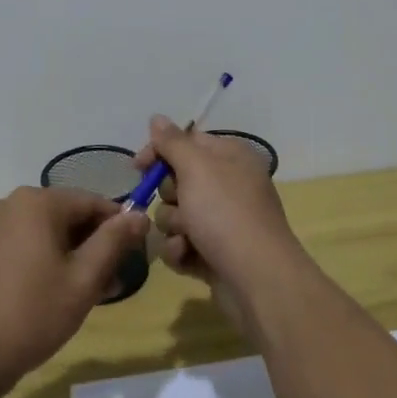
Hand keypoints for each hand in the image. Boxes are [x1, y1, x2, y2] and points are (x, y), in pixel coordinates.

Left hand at [0, 188, 149, 397]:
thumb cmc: (30, 314)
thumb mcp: (83, 280)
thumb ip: (114, 242)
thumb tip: (140, 215)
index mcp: (38, 202)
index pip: (93, 202)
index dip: (119, 227)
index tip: (136, 257)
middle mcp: (14, 204)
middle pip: (70, 216)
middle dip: (96, 246)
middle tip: (113, 283)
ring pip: (50, 234)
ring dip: (75, 257)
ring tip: (92, 295)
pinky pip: (29, 245)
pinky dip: (49, 263)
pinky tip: (60, 295)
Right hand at [136, 116, 305, 335]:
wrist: (258, 280)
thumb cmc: (225, 213)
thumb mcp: (196, 168)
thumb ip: (172, 142)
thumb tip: (157, 118)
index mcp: (230, 157)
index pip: (187, 142)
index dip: (160, 152)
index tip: (138, 167)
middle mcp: (229, 185)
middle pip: (178, 180)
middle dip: (169, 196)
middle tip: (179, 204)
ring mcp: (223, 222)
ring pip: (176, 214)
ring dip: (174, 226)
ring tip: (187, 237)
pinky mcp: (215, 254)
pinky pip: (183, 244)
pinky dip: (181, 250)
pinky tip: (188, 257)